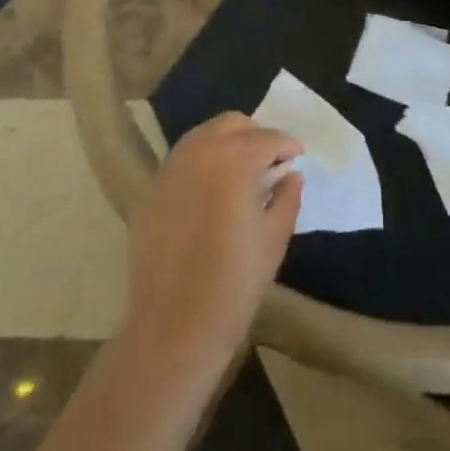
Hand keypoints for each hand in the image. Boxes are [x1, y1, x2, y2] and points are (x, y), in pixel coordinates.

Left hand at [123, 112, 303, 370]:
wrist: (173, 326)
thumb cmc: (234, 285)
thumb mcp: (273, 240)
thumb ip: (286, 198)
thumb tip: (291, 175)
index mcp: (234, 160)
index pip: (268, 138)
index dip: (287, 146)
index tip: (297, 159)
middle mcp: (199, 151)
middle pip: (232, 124)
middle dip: (256, 136)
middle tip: (271, 162)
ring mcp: (170, 167)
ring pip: (203, 135)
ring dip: (227, 143)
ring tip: (241, 172)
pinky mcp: (152, 188)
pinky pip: (182, 159)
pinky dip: (202, 161)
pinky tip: (211, 190)